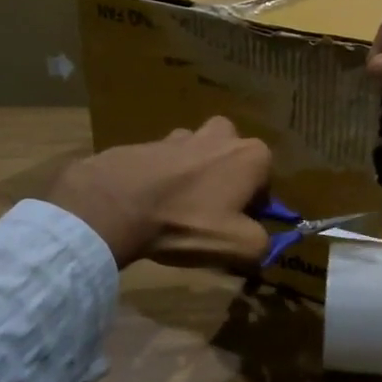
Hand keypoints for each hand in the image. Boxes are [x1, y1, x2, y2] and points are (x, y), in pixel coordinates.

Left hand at [46, 117, 272, 269]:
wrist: (115, 204)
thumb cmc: (188, 222)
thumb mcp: (239, 246)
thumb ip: (263, 244)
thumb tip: (263, 243)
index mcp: (252, 155)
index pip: (266, 183)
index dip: (254, 207)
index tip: (236, 226)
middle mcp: (222, 135)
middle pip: (233, 160)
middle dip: (226, 181)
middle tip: (209, 213)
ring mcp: (181, 134)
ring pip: (198, 156)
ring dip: (194, 176)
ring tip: (177, 209)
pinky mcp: (147, 141)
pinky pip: (164, 162)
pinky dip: (162, 179)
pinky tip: (149, 205)